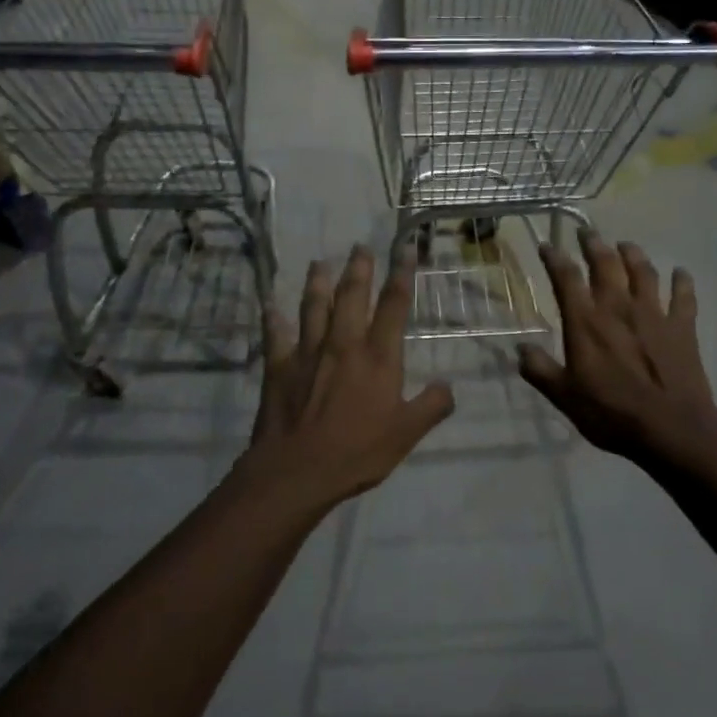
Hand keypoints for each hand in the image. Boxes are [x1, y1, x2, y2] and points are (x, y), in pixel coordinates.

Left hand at [234, 246, 454, 513]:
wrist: (298, 470)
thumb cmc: (357, 451)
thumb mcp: (406, 434)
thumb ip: (431, 407)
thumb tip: (448, 387)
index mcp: (378, 357)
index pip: (394, 306)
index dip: (402, 275)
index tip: (405, 249)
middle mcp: (344, 344)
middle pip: (352, 296)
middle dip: (359, 268)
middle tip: (359, 246)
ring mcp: (308, 352)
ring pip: (313, 307)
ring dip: (317, 283)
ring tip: (318, 263)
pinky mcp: (279, 367)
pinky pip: (274, 335)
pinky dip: (272, 318)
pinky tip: (268, 305)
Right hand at [518, 230, 716, 465]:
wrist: (671, 428)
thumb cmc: (611, 413)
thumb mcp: (564, 397)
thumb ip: (540, 370)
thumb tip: (520, 349)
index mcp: (586, 322)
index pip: (566, 279)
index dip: (554, 258)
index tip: (546, 245)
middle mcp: (618, 308)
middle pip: (606, 264)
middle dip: (594, 244)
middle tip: (587, 232)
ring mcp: (654, 314)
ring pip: (644, 272)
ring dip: (634, 254)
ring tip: (626, 245)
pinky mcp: (682, 327)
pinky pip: (684, 296)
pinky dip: (682, 281)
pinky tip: (681, 272)